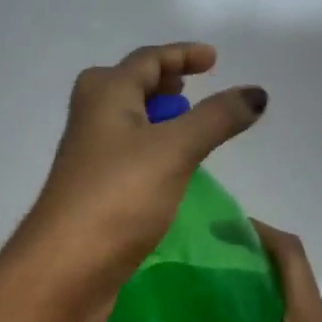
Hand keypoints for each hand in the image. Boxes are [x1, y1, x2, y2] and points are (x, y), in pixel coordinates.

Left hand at [14, 42, 265, 321]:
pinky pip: (127, 157)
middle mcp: (91, 119)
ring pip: (126, 124)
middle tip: (192, 90)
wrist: (66, 266)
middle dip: (161, 84)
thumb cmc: (118, 196)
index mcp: (104, 95)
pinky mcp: (93, 192)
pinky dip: (150, 151)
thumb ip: (216, 118)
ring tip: (188, 129)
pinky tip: (170, 172)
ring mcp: (88, 157)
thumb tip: (256, 93)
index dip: (181, 55)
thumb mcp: (174, 149)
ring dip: (155, 119)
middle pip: (127, 87)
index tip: (214, 60)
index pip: (146, 60)